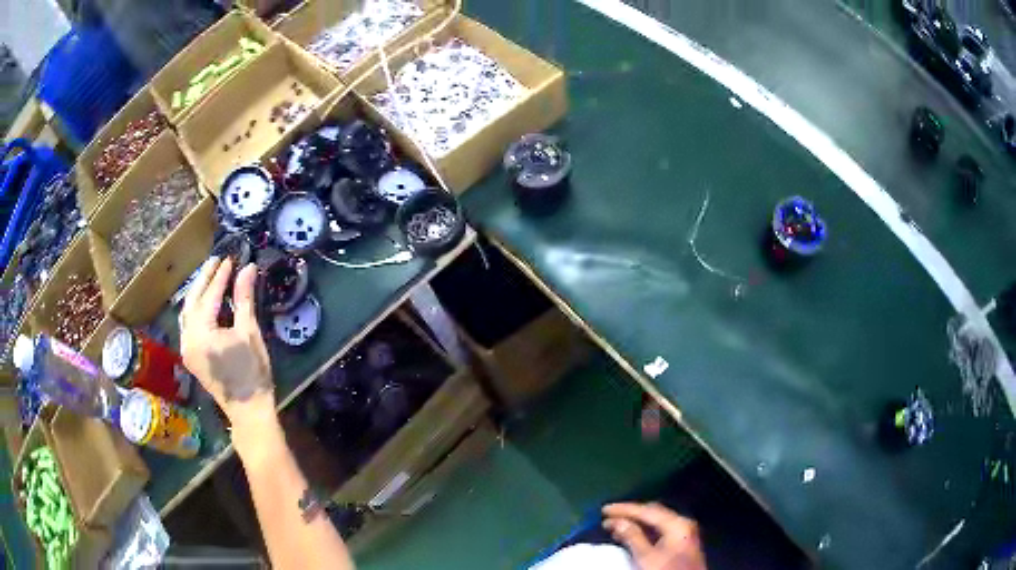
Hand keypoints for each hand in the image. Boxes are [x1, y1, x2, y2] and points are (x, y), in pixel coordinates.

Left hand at [180, 257, 274, 432]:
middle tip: (217, 261)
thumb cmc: (251, 372)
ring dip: (197, 292)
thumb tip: (247, 268)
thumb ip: (243, 298)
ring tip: (210, 276)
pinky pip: (187, 324)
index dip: (221, 275)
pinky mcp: (189, 356)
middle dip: (204, 278)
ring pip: (187, 311)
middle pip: (192, 300)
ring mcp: (186, 348)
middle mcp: (187, 337)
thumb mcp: (248, 332)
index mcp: (201, 332)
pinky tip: (203, 302)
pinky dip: (194, 309)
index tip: (231, 259)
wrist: (248, 410)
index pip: (209, 295)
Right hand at [602, 503, 705, 569]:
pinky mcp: (681, 543)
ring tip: (615, 526)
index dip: (624, 509)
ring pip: (656, 522)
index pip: (647, 511)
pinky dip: (644, 531)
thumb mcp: (646, 557)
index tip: (604, 510)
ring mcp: (684, 533)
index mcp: (677, 523)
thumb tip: (617, 522)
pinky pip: (660, 530)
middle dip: (630, 514)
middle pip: (653, 513)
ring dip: (636, 523)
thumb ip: (632, 537)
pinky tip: (632, 535)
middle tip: (608, 517)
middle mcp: (683, 523)